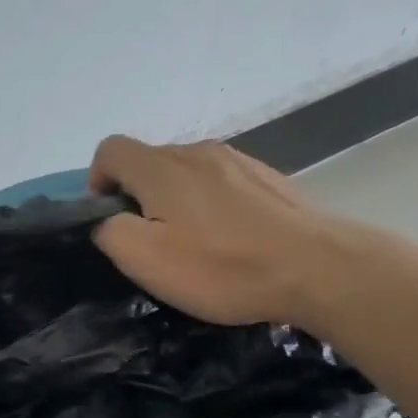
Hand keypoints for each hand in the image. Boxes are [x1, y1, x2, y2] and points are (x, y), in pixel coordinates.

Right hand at [87, 135, 362, 328]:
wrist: (320, 268)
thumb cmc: (224, 266)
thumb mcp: (147, 260)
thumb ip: (111, 232)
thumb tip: (107, 219)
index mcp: (162, 167)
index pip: (110, 150)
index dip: (97, 181)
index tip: (109, 218)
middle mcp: (197, 151)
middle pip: (149, 161)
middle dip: (137, 195)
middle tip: (151, 242)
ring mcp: (238, 160)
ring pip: (186, 172)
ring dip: (176, 201)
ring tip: (194, 243)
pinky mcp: (267, 178)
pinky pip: (221, 183)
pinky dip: (211, 205)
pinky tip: (231, 240)